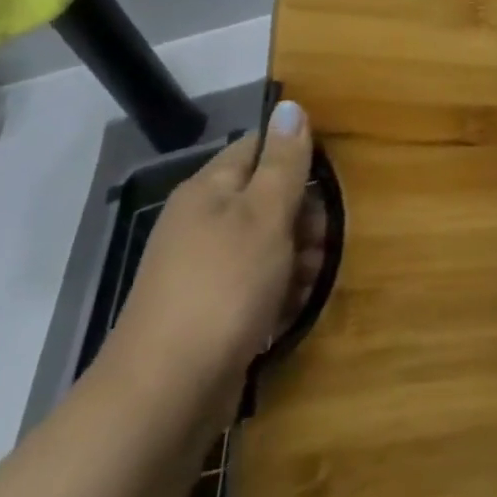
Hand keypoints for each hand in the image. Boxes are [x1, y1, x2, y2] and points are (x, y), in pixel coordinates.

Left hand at [107, 102, 322, 423]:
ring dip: (298, 258)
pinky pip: (258, 285)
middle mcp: (203, 223)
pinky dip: (279, 292)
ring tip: (308, 281)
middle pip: (269, 198)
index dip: (297, 158)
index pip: (259, 148)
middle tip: (321, 242)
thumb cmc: (224, 286)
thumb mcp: (264, 214)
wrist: (167, 392)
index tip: (329, 183)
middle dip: (304, 218)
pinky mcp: (213, 310)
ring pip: (269, 245)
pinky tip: (290, 310)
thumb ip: (284, 162)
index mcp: (210, 190)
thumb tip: (290, 105)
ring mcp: (205, 269)